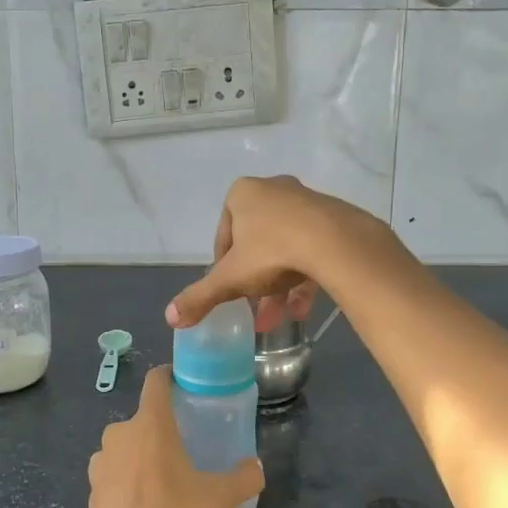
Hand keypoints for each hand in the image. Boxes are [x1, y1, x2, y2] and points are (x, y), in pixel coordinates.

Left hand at [86, 367, 263, 507]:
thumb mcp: (217, 500)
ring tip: (164, 481)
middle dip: (161, 429)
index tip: (183, 383)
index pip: (155, 382)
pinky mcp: (91, 489)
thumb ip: (242, 479)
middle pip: (143, 419)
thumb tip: (256, 468)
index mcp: (150, 424)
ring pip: (126, 447)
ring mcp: (100, 462)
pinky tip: (143, 506)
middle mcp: (120, 434)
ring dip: (142, 456)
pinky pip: (114, 473)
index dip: (169, 376)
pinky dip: (127, 481)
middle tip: (184, 448)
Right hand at [166, 176, 387, 330]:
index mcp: (243, 193)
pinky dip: (304, 276)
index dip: (223, 266)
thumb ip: (200, 296)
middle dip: (254, 280)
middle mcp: (274, 189)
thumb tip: (170, 317)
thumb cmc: (273, 252)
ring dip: (279, 284)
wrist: (337, 243)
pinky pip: (312, 248)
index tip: (230, 289)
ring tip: (279, 318)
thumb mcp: (230, 279)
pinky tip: (302, 309)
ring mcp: (306, 201)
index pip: (224, 234)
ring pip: (285, 247)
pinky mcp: (333, 217)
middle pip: (256, 242)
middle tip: (254, 310)